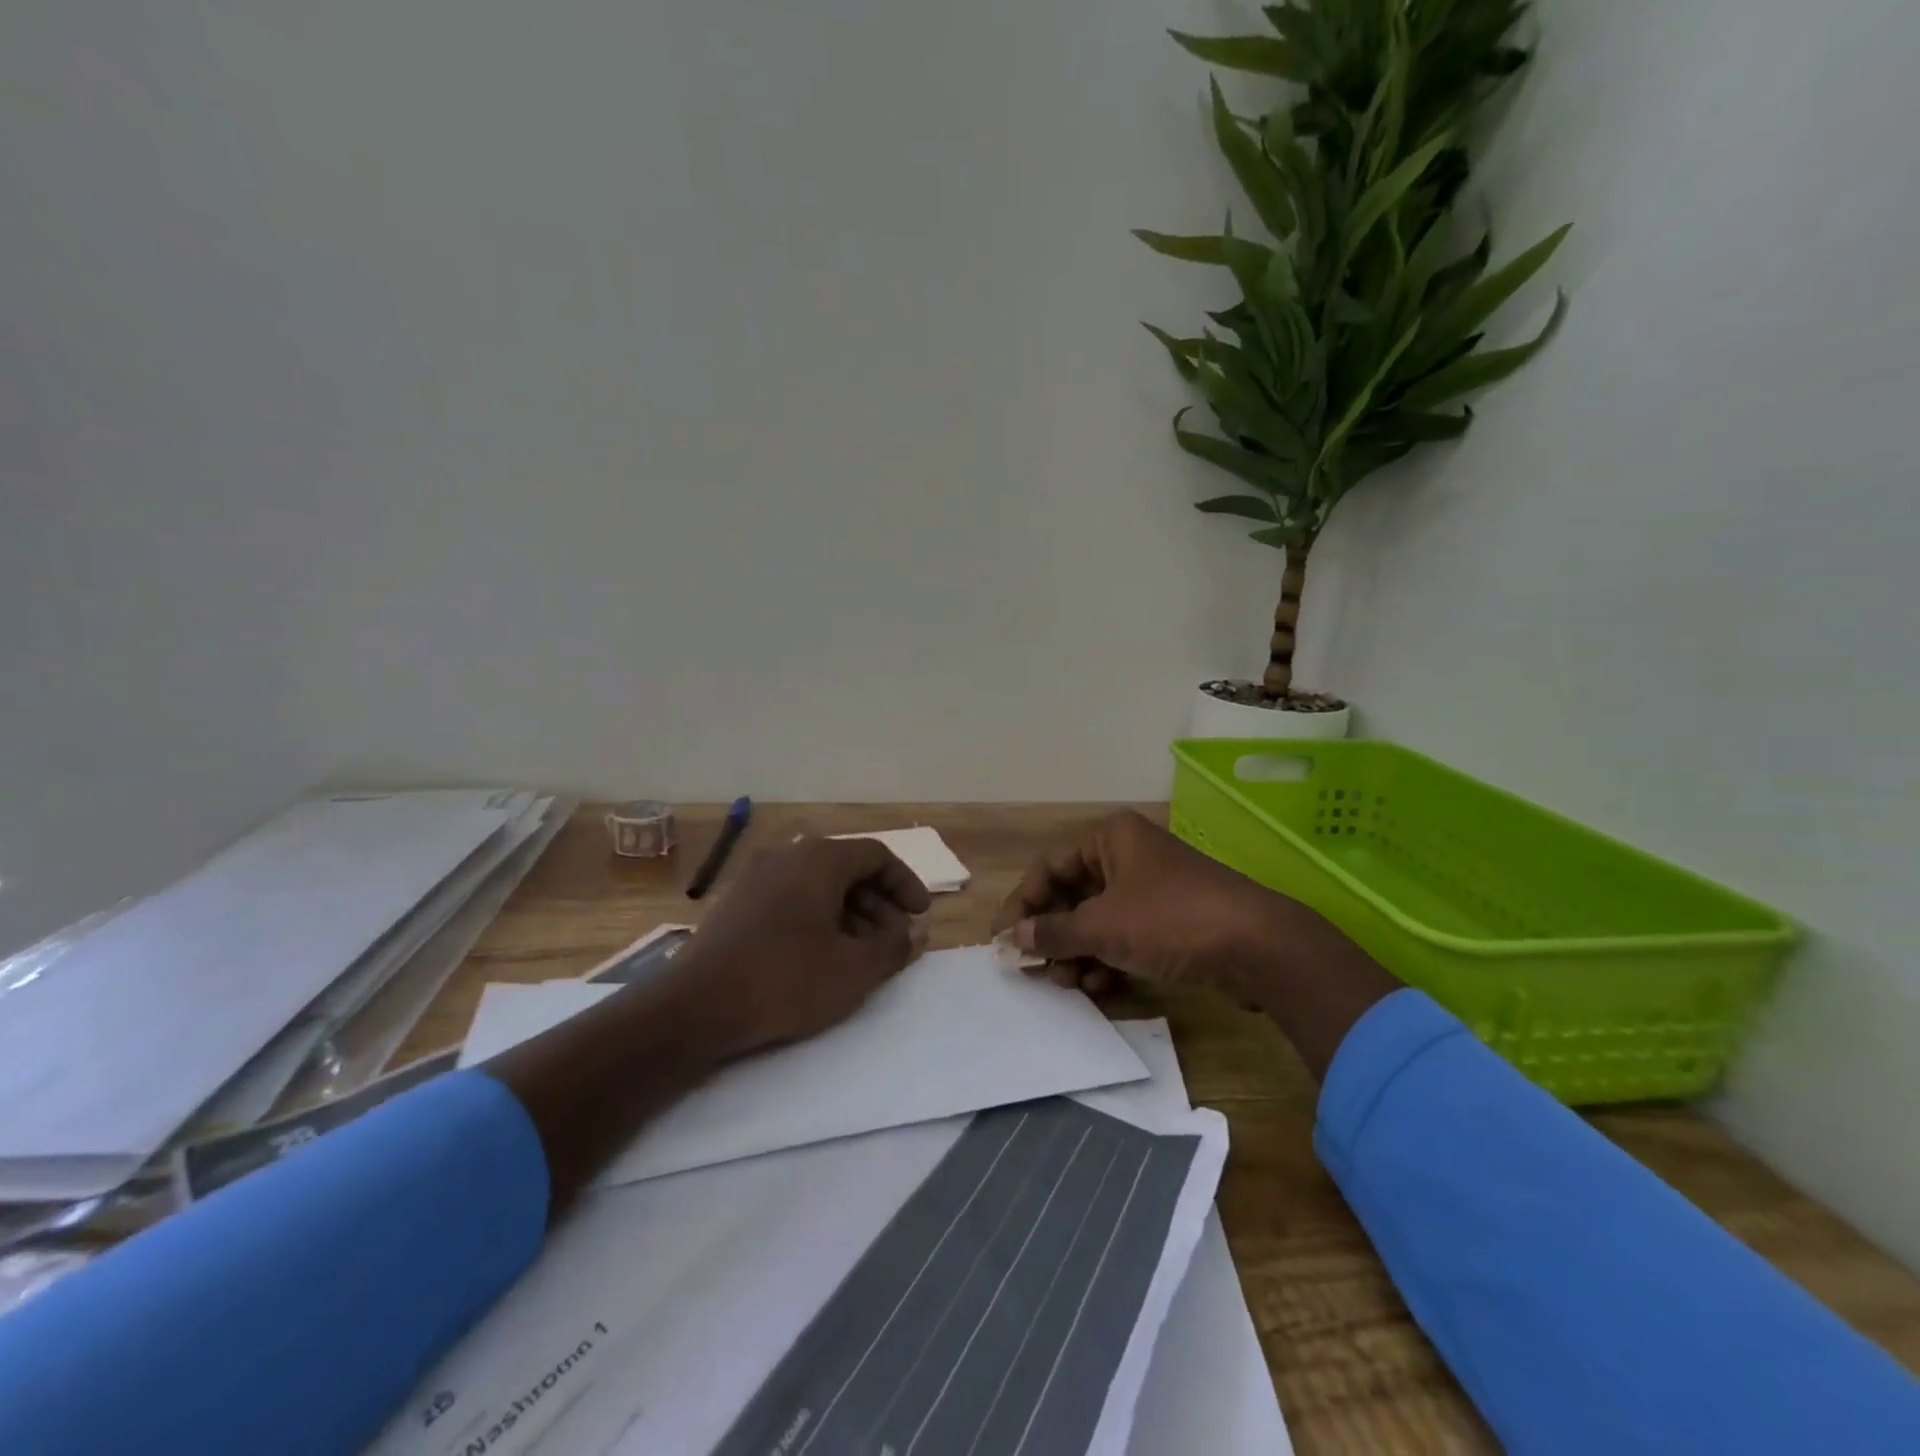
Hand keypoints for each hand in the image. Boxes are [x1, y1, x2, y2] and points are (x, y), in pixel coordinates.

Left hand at [672, 835, 932, 1053]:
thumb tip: (915, 932)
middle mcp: (787, 855)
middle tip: (894, 941)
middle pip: (848, 869)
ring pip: (819, 886)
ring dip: (851, 914)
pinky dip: (819, 919)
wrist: (695, 1007)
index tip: (920, 916)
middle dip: (879, 904)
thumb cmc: (786, 980)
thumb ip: (895, 946)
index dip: (905, 883)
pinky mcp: (738, 903)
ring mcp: (757, 877)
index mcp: (819, 858)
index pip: (876, 855)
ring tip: (863, 955)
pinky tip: (822, 957)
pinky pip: (792, 899)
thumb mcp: (854, 969)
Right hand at [990, 811, 1295, 1005]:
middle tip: (1037, 970)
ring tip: (1069, 984)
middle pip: (1072, 895)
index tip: (1003, 940)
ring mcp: (1150, 890)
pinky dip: (1107, 960)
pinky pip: (1123, 937)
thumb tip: (1013, 938)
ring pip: (1097, 920)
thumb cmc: (1169, 919)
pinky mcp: (1169, 921)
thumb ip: (1052, 932)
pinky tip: (1099, 987)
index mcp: (1109, 839)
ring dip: (1077, 953)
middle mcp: (1127, 857)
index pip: (1048, 867)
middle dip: (1053, 935)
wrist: (1257, 946)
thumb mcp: (1102, 926)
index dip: (1022, 903)